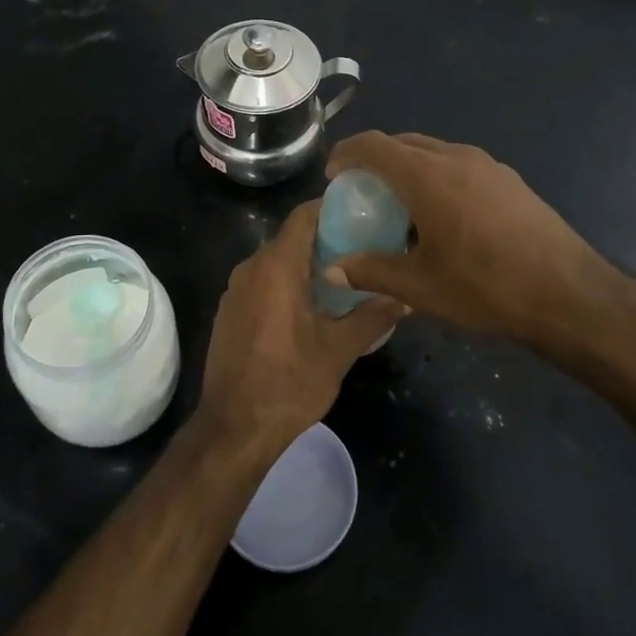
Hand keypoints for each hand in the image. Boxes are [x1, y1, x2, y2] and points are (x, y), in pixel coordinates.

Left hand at [196, 201, 403, 458]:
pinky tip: (309, 308)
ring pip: (275, 262)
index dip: (331, 208)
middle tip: (362, 249)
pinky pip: (261, 283)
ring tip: (342, 280)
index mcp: (277, 266)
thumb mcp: (339, 350)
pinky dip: (285, 284)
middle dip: (325, 240)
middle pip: (290, 238)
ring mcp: (235, 290)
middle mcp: (251, 268)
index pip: (303, 216)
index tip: (362, 213)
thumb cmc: (290, 382)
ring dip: (305, 265)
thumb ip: (373, 316)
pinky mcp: (229, 312)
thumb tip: (406, 298)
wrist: (234, 427)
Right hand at [325, 131, 625, 350]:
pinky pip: (461, 165)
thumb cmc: (486, 287)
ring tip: (402, 204)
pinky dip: (438, 177)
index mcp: (428, 176)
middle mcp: (457, 158)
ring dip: (410, 167)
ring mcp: (489, 166)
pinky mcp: (511, 181)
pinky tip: (445, 216)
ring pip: (435, 152)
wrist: (570, 295)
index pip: (374, 145)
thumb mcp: (420, 287)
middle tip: (363, 190)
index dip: (347, 153)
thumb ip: (371, 271)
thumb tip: (333, 269)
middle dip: (377, 159)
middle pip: (405, 142)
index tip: (334, 175)